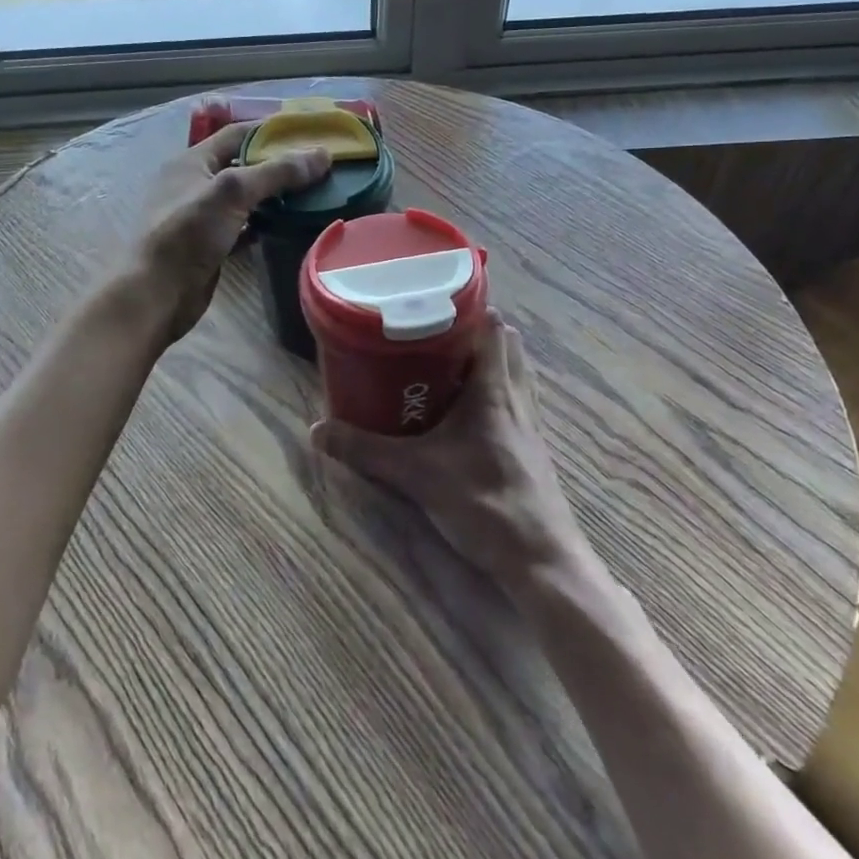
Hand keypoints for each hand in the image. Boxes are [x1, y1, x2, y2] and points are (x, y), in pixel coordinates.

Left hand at [134, 113, 330, 341]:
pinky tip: (291, 225)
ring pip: (246, 198)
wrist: (157, 294)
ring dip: (275, 195)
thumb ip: (276, 172)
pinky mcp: (211, 245)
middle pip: (244, 165)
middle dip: (279, 164)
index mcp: (192, 160)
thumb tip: (322, 154)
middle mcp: (196, 183)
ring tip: (314, 193)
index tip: (310, 134)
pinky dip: (266, 223)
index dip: (273, 131)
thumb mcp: (232, 192)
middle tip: (319, 167)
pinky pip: (244, 226)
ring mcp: (202, 216)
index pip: (238, 133)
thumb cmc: (188, 233)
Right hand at [311, 310, 589, 593]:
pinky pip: (514, 399)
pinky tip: (466, 411)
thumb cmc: (485, 503)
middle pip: (504, 343)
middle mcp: (516, 395)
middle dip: (473, 331)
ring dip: (486, 360)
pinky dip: (494, 390)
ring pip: (513, 371)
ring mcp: (528, 421)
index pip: (492, 324)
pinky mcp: (531, 446)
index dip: (469, 304)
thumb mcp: (417, 475)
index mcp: (494, 388)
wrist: (541, 560)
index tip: (433, 298)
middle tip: (432, 332)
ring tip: (446, 364)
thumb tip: (317, 430)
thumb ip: (366, 451)